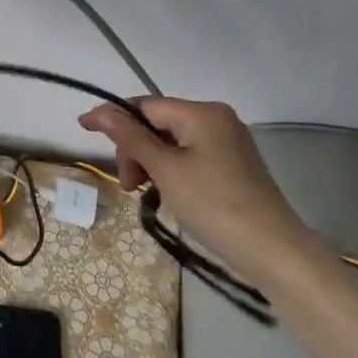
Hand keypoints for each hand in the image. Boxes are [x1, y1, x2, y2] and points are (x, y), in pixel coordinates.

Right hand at [78, 98, 312, 279]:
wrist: (273, 251)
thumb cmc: (213, 204)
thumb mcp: (164, 169)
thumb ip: (129, 137)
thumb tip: (99, 112)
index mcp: (202, 112)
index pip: (145, 106)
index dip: (113, 118)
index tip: (84, 132)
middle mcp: (217, 119)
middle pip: (158, 124)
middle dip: (136, 150)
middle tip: (129, 186)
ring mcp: (229, 142)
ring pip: (172, 143)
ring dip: (151, 163)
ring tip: (146, 193)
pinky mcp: (234, 165)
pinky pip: (190, 156)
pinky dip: (171, 171)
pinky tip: (168, 193)